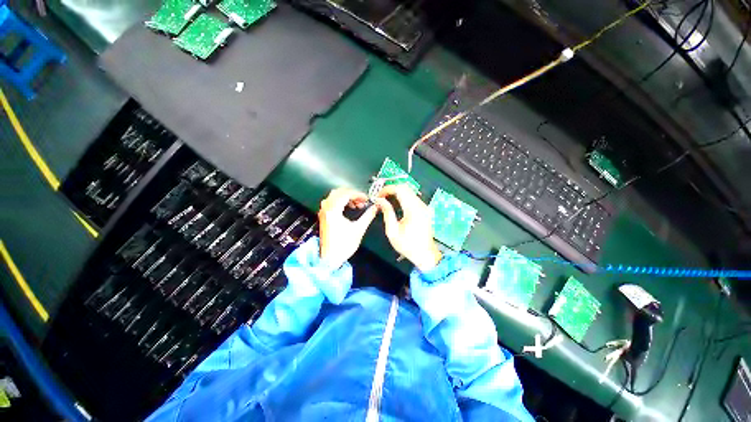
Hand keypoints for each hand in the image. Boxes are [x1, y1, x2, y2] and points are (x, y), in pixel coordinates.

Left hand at [318, 188, 377, 268]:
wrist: (330, 259)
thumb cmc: (344, 245)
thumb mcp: (358, 229)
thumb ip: (368, 216)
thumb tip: (376, 207)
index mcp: (333, 210)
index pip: (346, 194)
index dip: (358, 194)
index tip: (367, 199)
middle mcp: (326, 209)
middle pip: (339, 192)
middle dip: (352, 194)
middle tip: (362, 201)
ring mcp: (323, 212)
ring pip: (334, 196)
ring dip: (346, 197)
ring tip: (357, 205)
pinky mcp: (324, 217)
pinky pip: (332, 202)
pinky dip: (341, 202)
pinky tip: (349, 208)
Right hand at [375, 185, 442, 271]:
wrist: (425, 254)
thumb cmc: (408, 245)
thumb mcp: (393, 231)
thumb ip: (387, 213)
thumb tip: (380, 201)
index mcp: (413, 210)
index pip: (400, 189)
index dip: (387, 189)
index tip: (379, 196)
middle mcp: (420, 205)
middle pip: (405, 188)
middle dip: (391, 190)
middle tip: (381, 198)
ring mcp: (424, 207)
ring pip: (409, 191)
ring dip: (396, 193)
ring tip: (386, 201)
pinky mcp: (424, 209)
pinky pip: (412, 198)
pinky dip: (402, 197)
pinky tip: (395, 205)